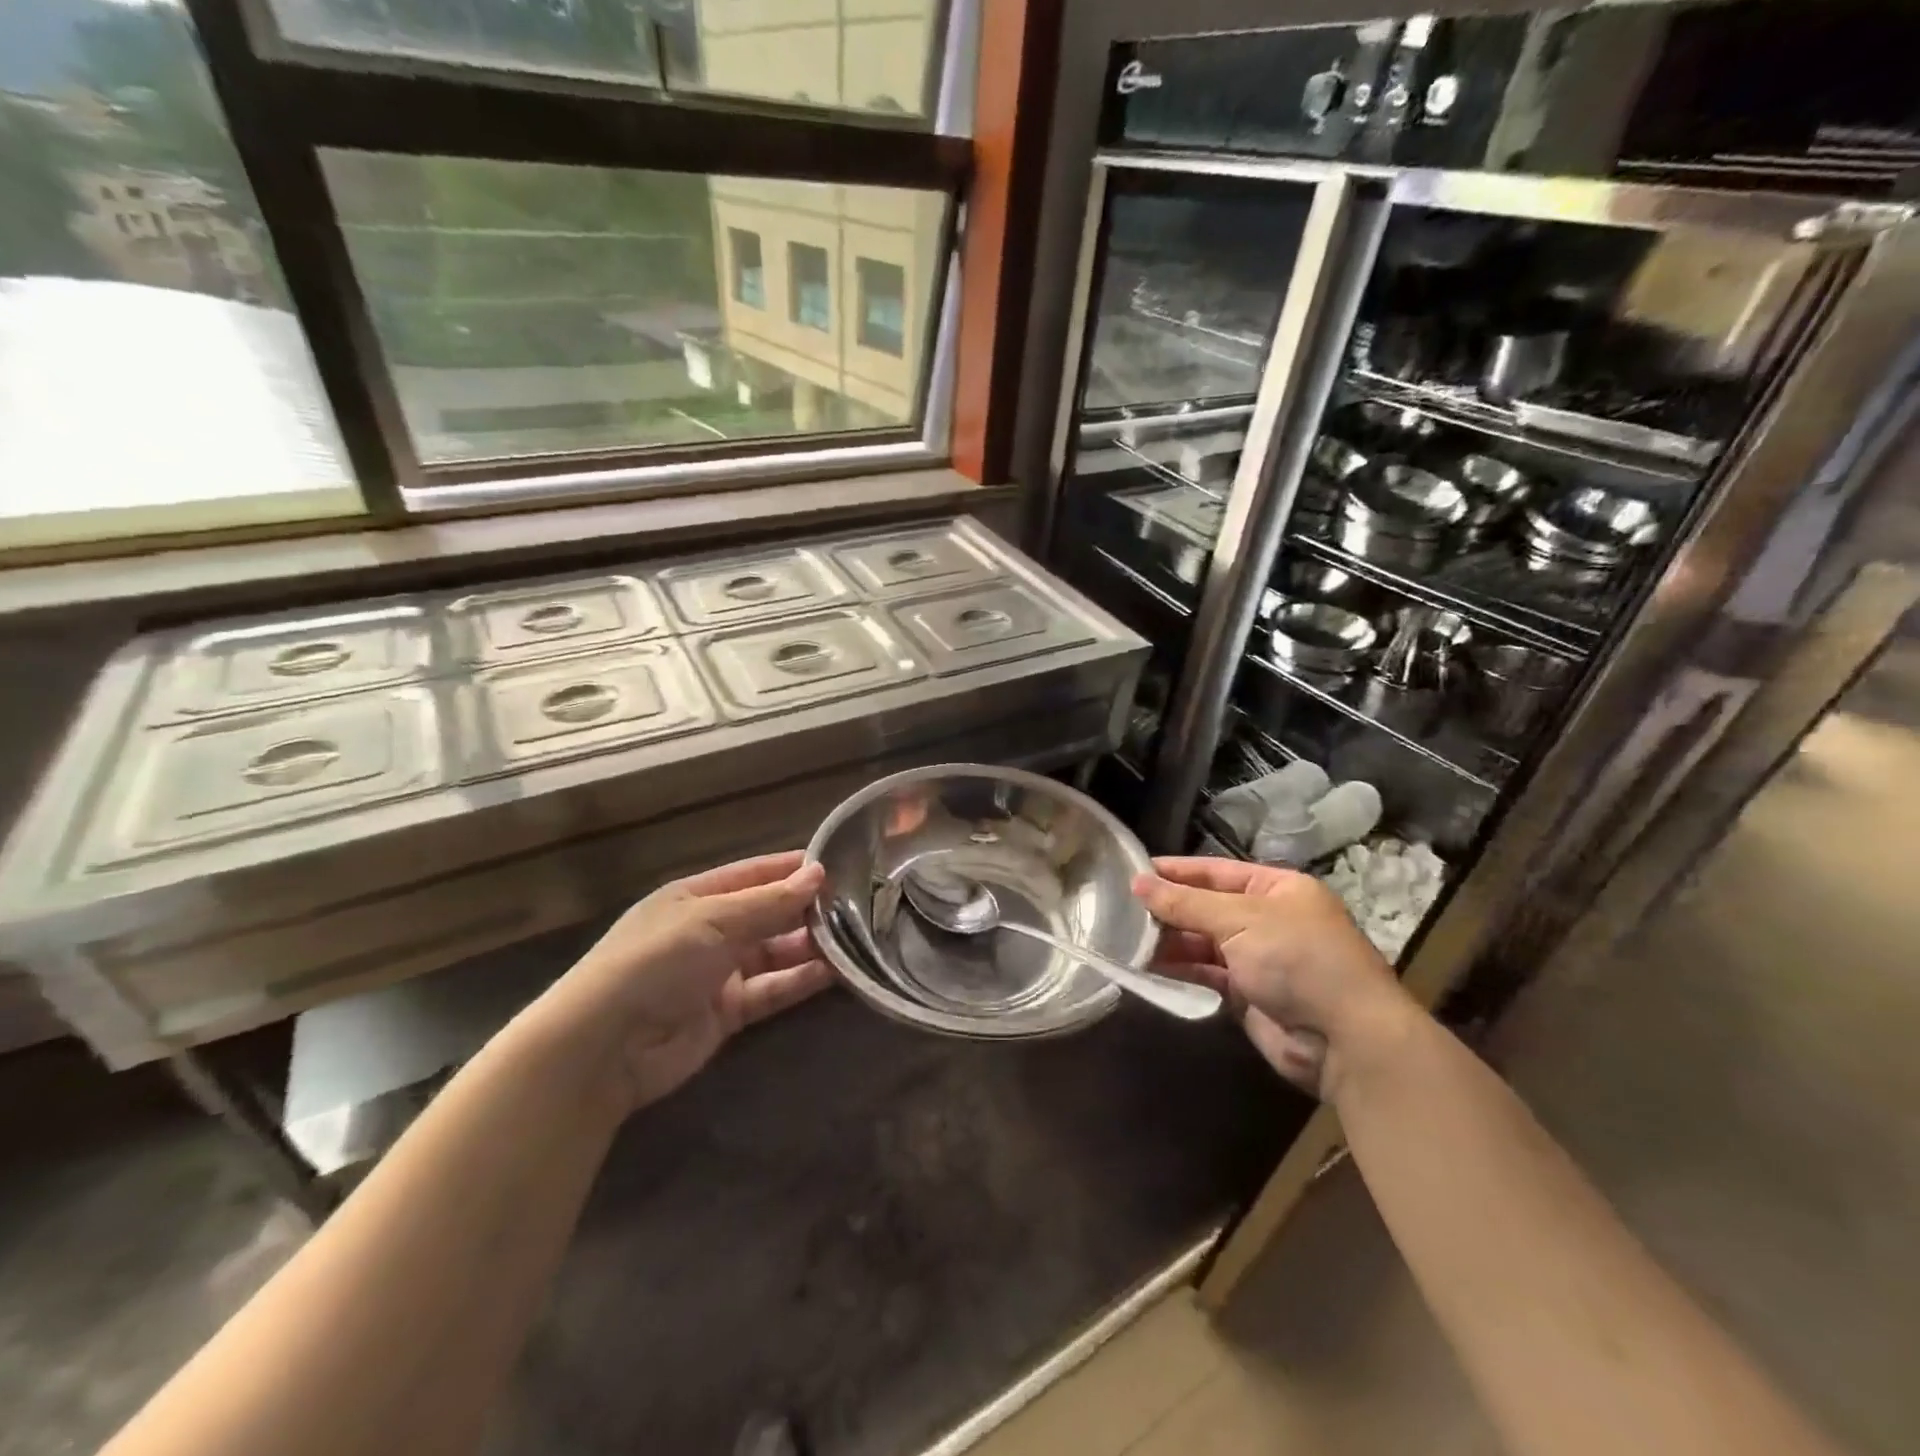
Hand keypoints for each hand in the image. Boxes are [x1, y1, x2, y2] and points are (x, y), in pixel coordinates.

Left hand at [535, 851, 831, 1113]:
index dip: (793, 869)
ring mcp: (718, 973)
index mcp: (696, 896)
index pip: (754, 874)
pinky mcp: (728, 1013)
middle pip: (768, 914)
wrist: (605, 1047)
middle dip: (808, 909)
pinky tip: (835, 972)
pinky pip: (772, 990)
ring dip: (810, 946)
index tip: (839, 864)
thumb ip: (769, 902)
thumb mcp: (713, 920)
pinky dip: (800, 981)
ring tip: (857, 938)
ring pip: (775, 953)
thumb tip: (818, 873)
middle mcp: (709, 931)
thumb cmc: (655, 961)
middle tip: (860, 905)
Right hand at [1132, 857, 1415, 1095]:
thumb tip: (1138, 883)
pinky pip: (1207, 975)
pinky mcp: (1249, 995)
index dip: (1176, 871)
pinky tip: (1147, 967)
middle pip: (1207, 908)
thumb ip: (1185, 903)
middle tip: (1120, 909)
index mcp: (1278, 889)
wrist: (1345, 1040)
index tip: (1134, 871)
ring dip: (1170, 942)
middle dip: (1169, 909)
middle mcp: (1269, 920)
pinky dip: (1180, 970)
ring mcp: (1260, 959)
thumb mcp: (1240, 920)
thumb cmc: (1297, 959)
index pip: (1217, 871)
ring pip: (1204, 943)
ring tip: (1126, 938)